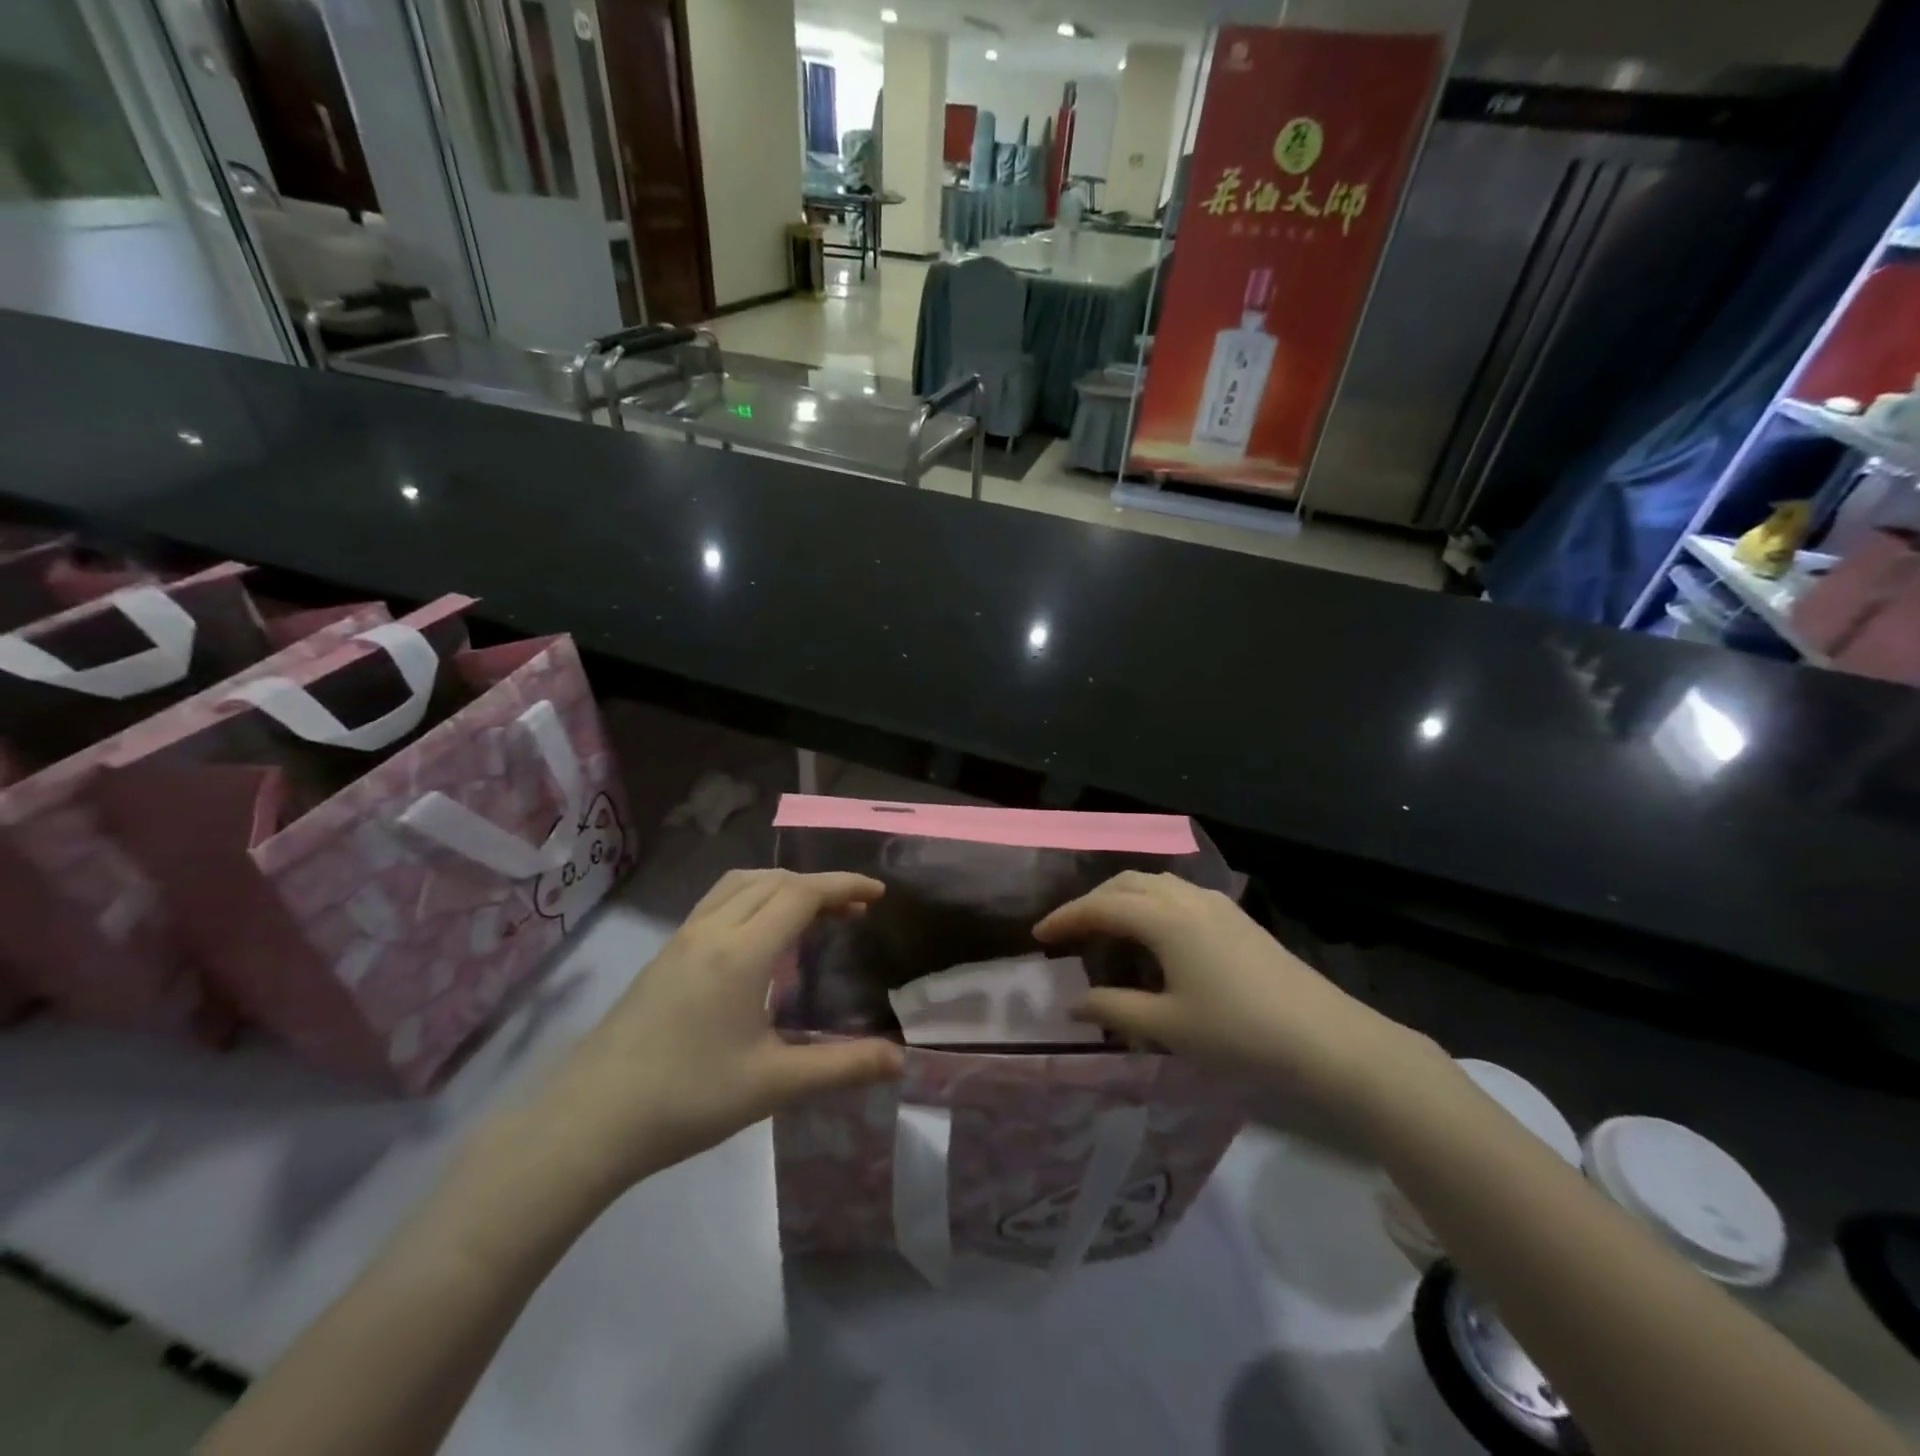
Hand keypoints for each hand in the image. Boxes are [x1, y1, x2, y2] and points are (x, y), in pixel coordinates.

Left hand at [523, 870, 903, 1196]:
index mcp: (741, 951)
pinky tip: (759, 940)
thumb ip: (842, 1067)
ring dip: (782, 886)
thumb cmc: (687, 1099)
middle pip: (773, 880)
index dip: (843, 886)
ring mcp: (681, 939)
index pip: (801, 894)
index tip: (878, 893)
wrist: (588, 1122)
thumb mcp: (774, 1085)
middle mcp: (711, 930)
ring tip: (811, 914)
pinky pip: (718, 902)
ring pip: (740, 884)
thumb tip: (901, 1061)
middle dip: (819, 886)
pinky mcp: (664, 956)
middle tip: (853, 912)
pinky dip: (753, 898)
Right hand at [1034, 872, 1448, 1154]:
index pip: (1101, 906)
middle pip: (1126, 884)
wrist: (1326, 1038)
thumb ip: (1115, 1009)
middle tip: (1068, 932)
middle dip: (1091, 902)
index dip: (1066, 918)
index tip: (1038, 935)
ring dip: (1122, 899)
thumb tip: (1074, 1003)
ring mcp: (1216, 905)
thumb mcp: (1169, 1027)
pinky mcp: (1235, 918)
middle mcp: (1187, 899)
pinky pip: (1177, 896)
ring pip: (1154, 885)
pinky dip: (1150, 906)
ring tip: (1105, 932)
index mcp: (1165, 919)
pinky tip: (1153, 938)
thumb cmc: (1239, 1032)